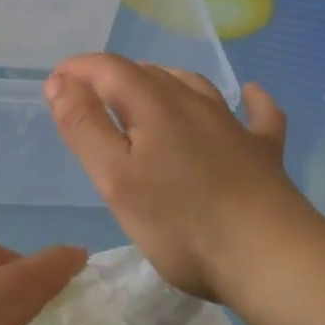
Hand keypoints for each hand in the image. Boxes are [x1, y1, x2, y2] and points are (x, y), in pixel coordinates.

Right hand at [45, 54, 315, 303]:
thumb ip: (83, 126)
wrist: (269, 256)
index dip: (78, 70)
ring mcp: (233, 124)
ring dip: (161, 82)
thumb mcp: (114, 177)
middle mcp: (193, 101)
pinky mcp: (262, 151)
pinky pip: (256, 114)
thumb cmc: (180, 222)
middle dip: (112, 77)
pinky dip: (248, 101)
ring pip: (192, 85)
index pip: (108, 68)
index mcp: (153, 104)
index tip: (55, 84)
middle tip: (88, 101)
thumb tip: (60, 82)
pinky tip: (249, 95)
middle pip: (147, 73)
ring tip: (143, 94)